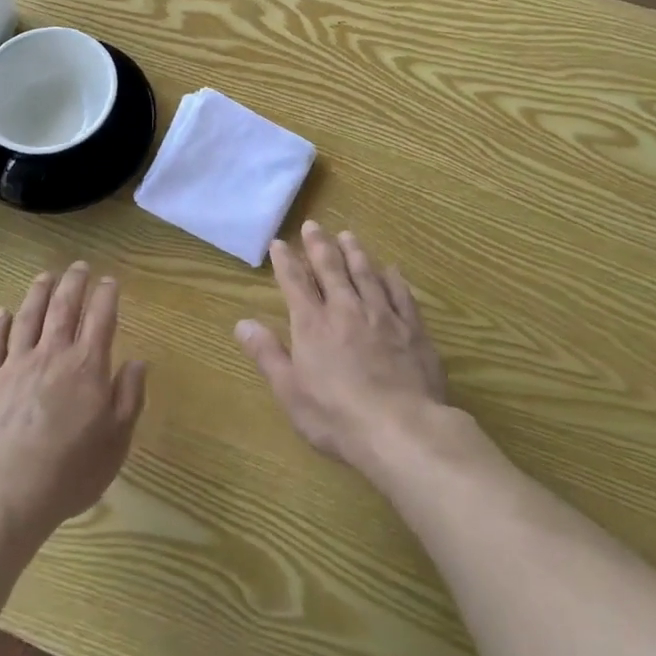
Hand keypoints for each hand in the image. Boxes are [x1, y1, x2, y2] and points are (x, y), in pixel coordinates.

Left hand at [0, 263, 147, 543]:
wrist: (3, 493)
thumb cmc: (69, 472)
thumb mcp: (116, 441)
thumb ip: (129, 397)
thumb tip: (137, 362)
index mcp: (87, 366)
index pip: (101, 318)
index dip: (106, 295)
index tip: (109, 280)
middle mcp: (52, 354)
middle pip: (63, 307)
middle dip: (74, 282)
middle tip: (79, 266)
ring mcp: (15, 365)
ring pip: (28, 316)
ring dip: (39, 292)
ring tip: (45, 276)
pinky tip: (2, 313)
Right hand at [235, 221, 445, 471]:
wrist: (401, 429)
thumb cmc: (337, 416)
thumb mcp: (290, 391)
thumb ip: (267, 354)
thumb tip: (242, 323)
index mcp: (313, 324)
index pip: (295, 283)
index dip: (286, 261)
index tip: (279, 243)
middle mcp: (346, 310)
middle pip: (331, 269)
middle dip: (319, 246)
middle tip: (313, 225)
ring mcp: (382, 316)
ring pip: (366, 274)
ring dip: (355, 253)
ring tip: (348, 235)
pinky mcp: (412, 329)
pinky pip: (401, 294)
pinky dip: (394, 279)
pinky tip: (391, 269)